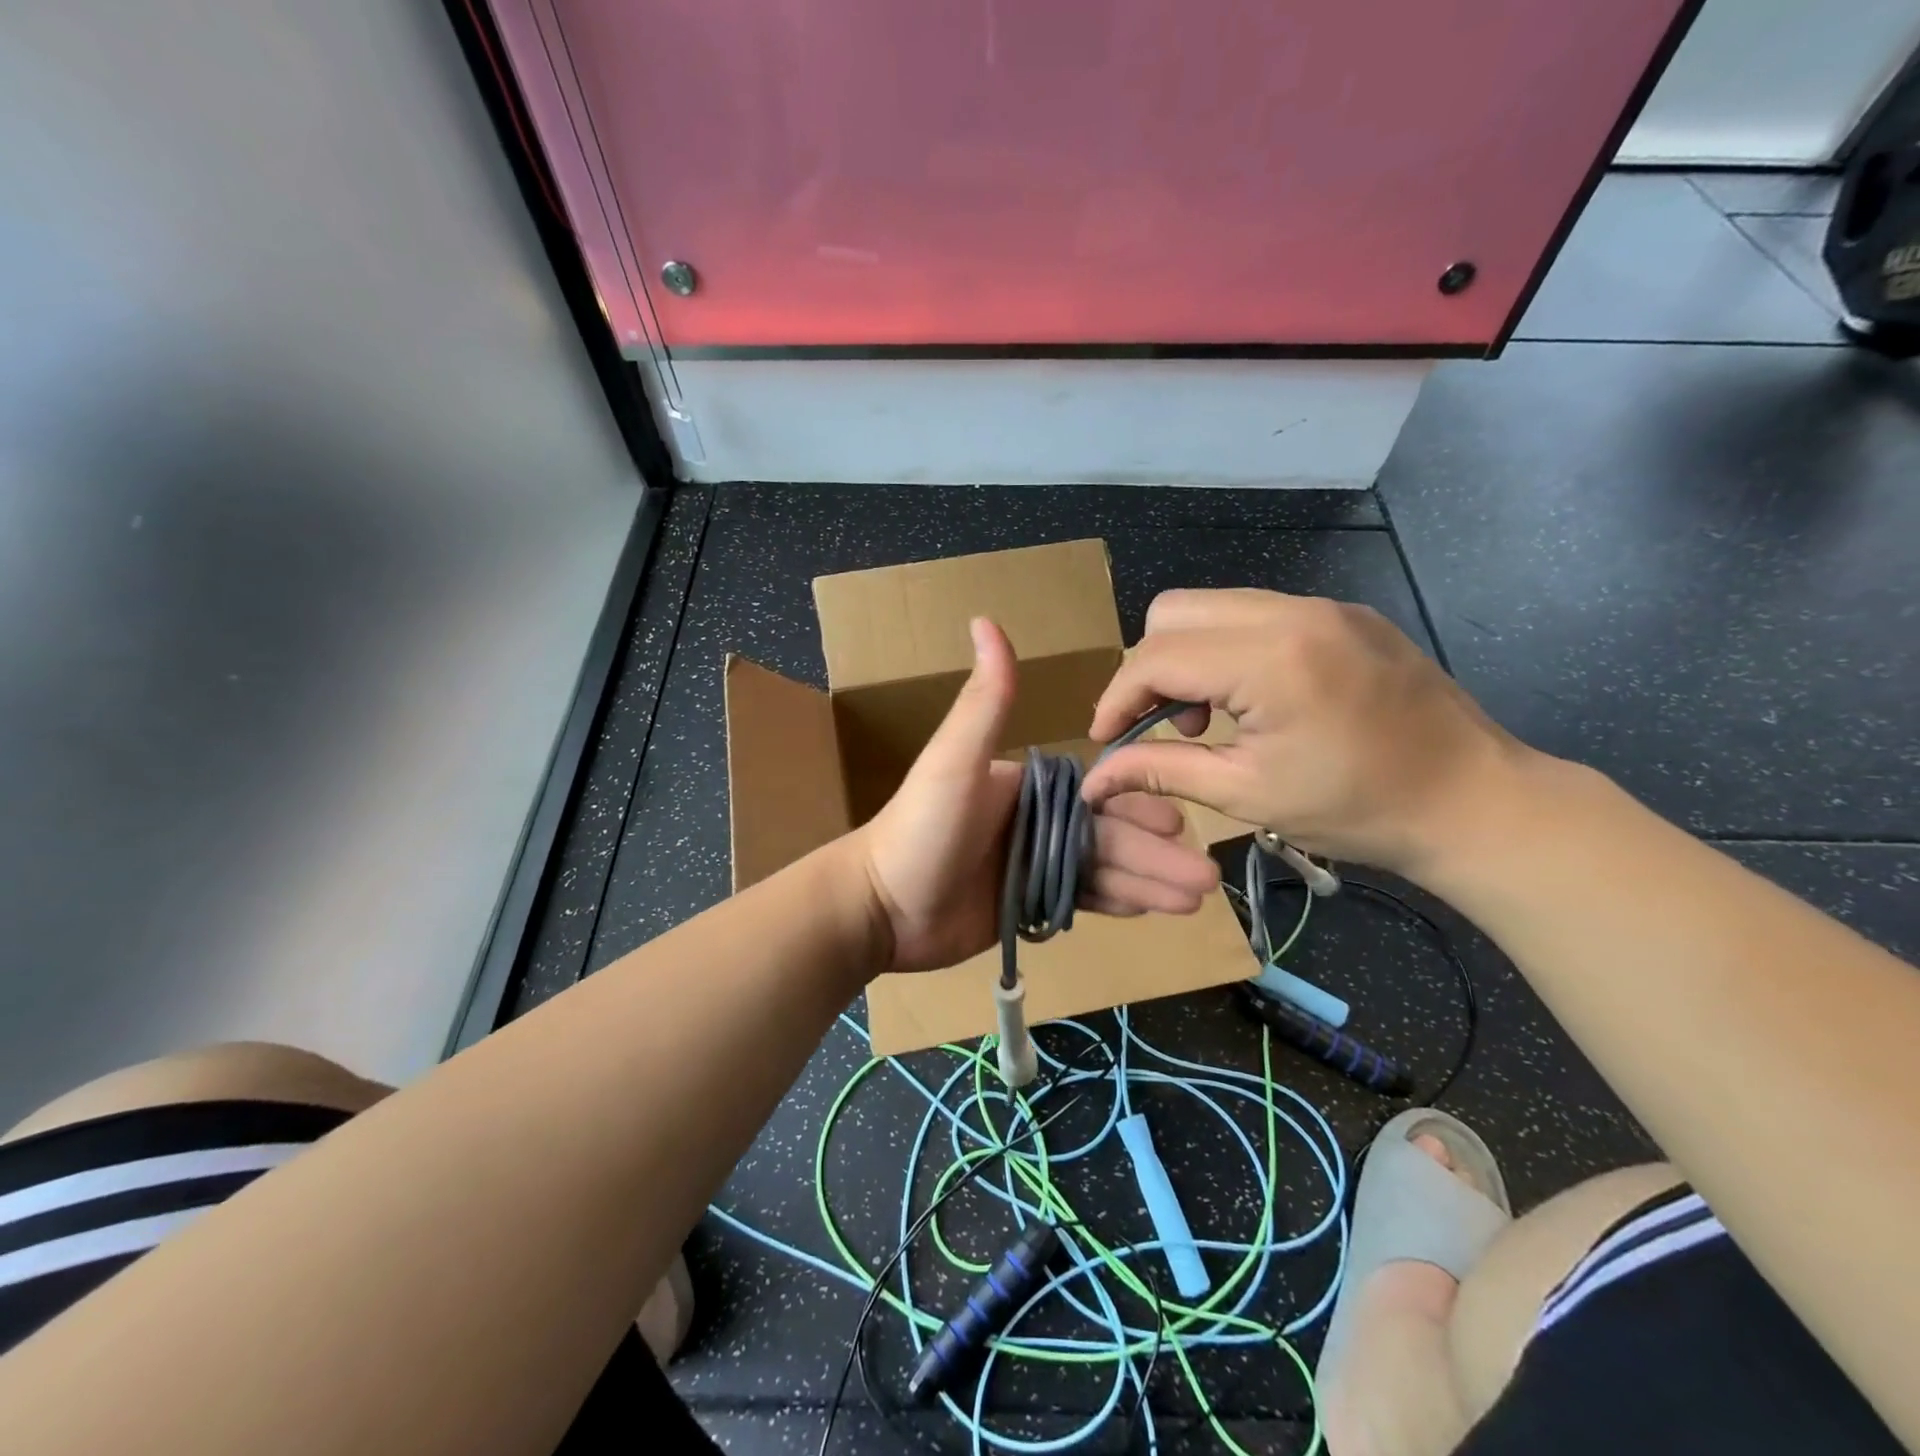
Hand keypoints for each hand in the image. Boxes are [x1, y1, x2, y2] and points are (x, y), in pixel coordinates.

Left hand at [855, 618, 1220, 974]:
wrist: (880, 909)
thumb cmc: (919, 829)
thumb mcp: (954, 761)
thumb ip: (984, 701)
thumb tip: (986, 618)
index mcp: (1028, 783)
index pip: (1098, 791)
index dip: (1138, 806)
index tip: (1179, 824)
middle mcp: (1036, 818)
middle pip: (1109, 832)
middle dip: (1157, 853)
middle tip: (1206, 877)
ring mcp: (1033, 863)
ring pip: (1103, 867)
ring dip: (1150, 880)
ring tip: (1196, 898)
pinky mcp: (1029, 903)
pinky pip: (1083, 898)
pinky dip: (1119, 901)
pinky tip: (1155, 909)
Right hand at [1080, 590, 1530, 877]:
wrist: (1475, 801)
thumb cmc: (1358, 809)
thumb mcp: (1247, 794)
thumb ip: (1161, 771)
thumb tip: (1095, 779)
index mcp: (1270, 659)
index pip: (1157, 656)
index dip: (1117, 697)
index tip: (1105, 739)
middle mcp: (1292, 612)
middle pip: (1173, 611)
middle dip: (1149, 668)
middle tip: (1162, 725)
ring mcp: (1322, 605)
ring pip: (1211, 606)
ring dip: (1187, 656)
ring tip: (1206, 717)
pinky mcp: (1342, 614)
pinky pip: (1254, 613)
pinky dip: (1227, 649)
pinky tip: (1251, 700)